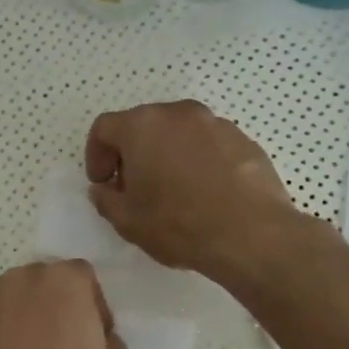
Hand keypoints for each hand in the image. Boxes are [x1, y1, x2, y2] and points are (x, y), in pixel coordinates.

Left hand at [0, 261, 126, 348]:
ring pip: (4, 298)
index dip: (90, 306)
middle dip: (49, 307)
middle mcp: (21, 277)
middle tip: (55, 348)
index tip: (91, 337)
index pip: (82, 278)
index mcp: (65, 280)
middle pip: (40, 283)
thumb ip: (108, 340)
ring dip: (13, 317)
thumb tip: (96, 337)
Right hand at [85, 101, 298, 278]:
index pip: (105, 128)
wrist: (252, 234)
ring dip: (167, 155)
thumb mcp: (127, 220)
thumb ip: (105, 199)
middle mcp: (177, 114)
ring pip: (178, 133)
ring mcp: (215, 123)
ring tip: (172, 191)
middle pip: (143, 126)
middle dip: (132, 154)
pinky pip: (208, 145)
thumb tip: (104, 190)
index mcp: (141, 126)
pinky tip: (204, 194)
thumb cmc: (178, 224)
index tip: (103, 184)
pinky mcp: (244, 140)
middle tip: (134, 188)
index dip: (96, 156)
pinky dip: (198, 161)